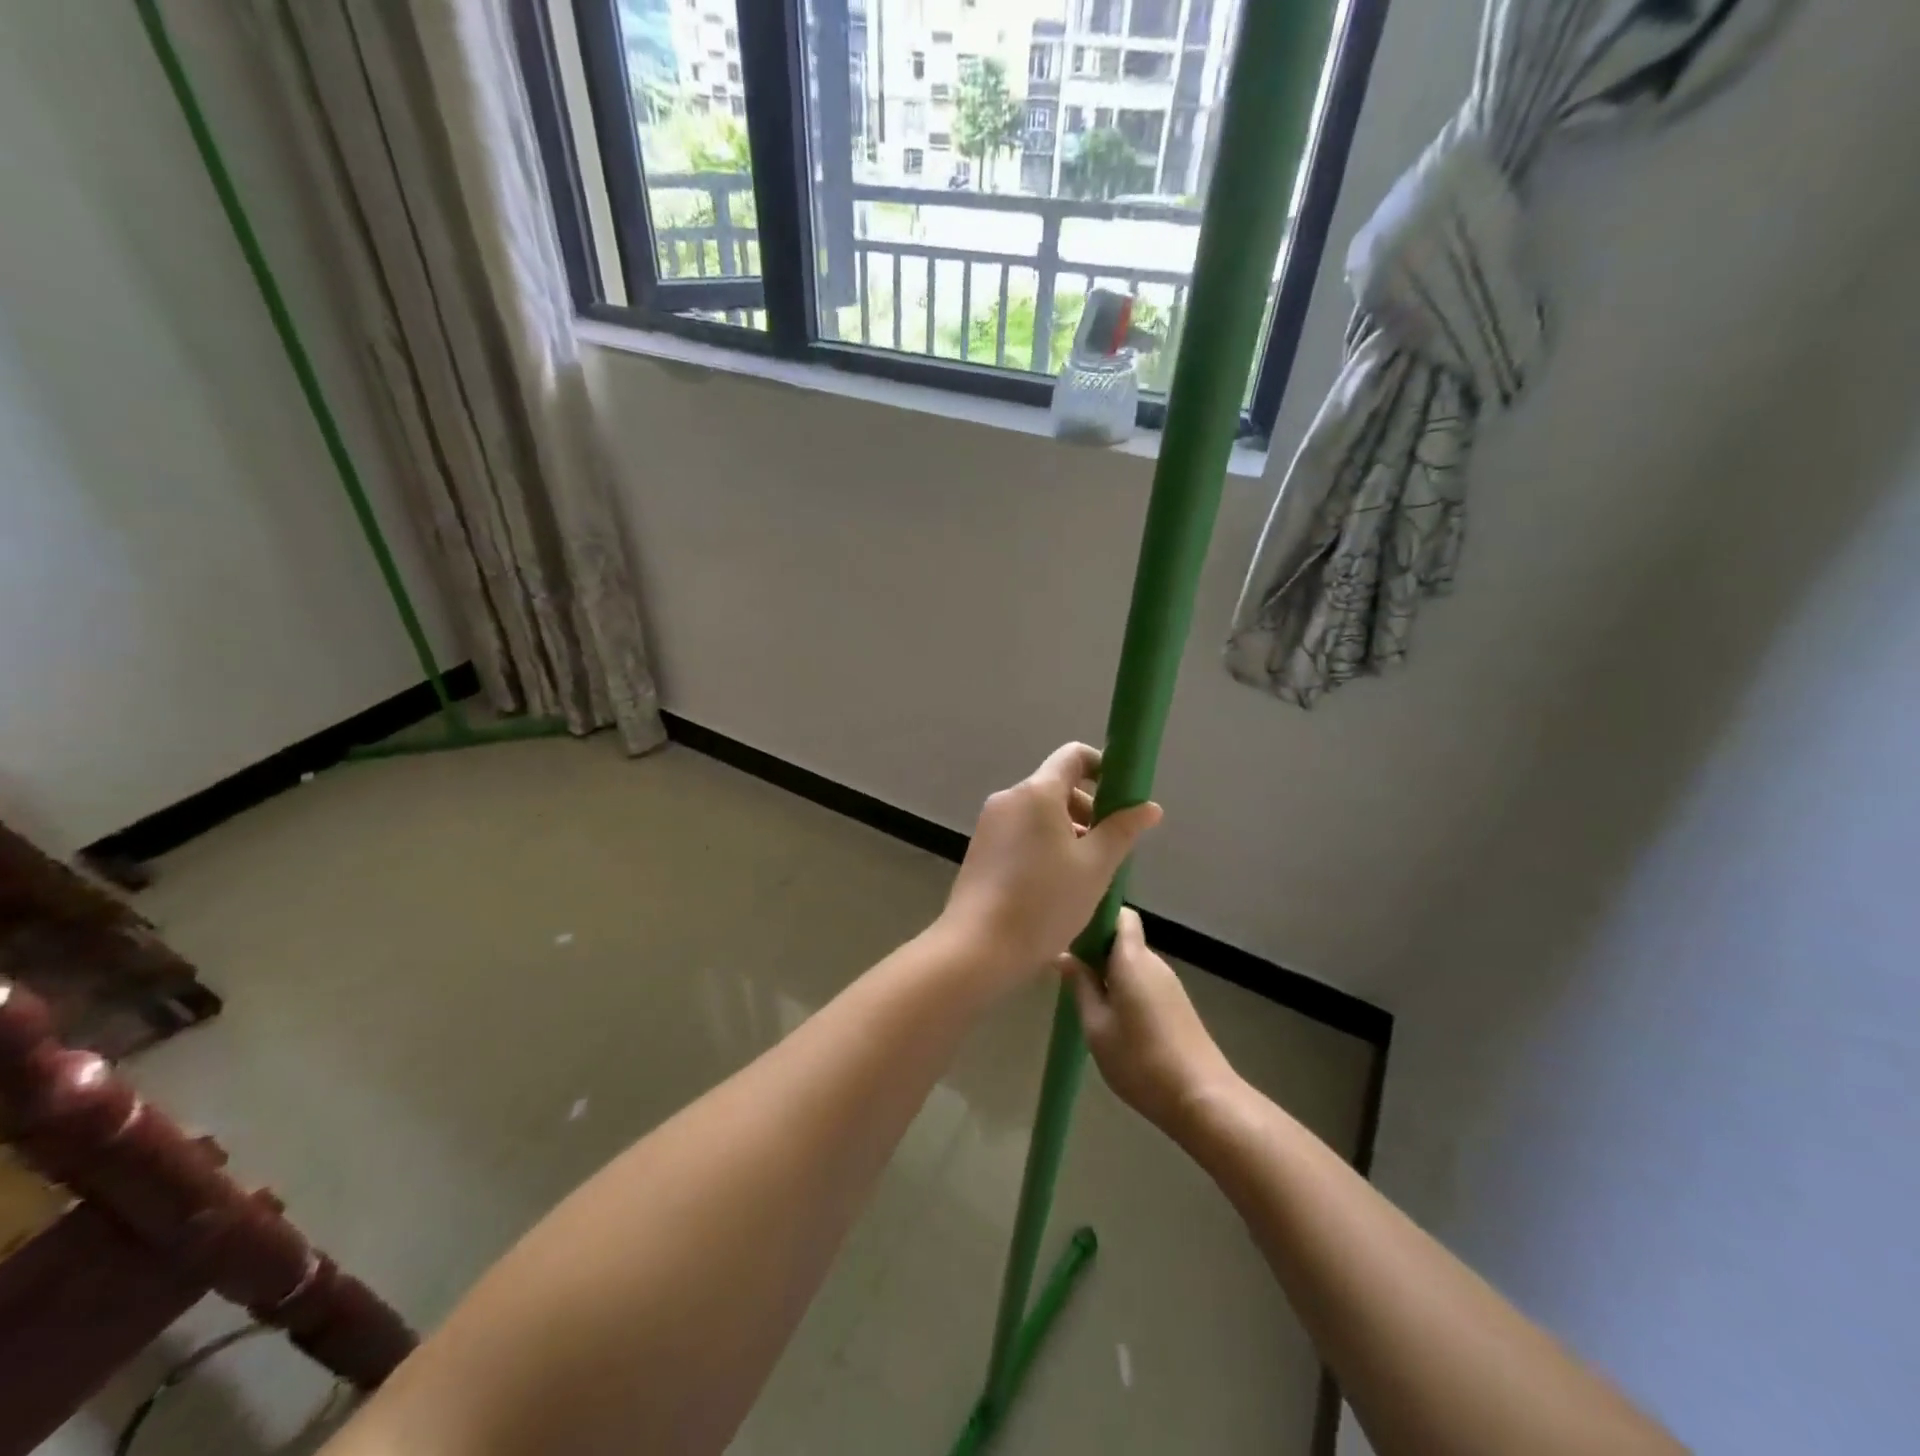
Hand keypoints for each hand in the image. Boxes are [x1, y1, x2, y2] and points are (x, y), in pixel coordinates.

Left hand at [940, 743, 1161, 992]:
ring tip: (1086, 874)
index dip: (1104, 767)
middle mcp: (1009, 798)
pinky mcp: (981, 847)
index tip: (1123, 798)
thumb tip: (1149, 806)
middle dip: (1090, 810)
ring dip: (1069, 831)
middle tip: (1109, 850)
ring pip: (1040, 812)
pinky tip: (1055, 884)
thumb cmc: (1044, 902)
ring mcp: (991, 823)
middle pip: (1058, 786)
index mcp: (1037, 792)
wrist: (978, 947)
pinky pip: (1022, 832)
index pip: (1074, 755)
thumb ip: (1123, 830)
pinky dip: (1045, 844)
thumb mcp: (1095, 867)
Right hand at [1062, 908, 1239, 1134]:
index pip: (1120, 915)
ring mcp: (1170, 984)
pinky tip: (1114, 1020)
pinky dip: (1127, 990)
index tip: (1072, 937)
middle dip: (1097, 950)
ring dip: (1111, 973)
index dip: (1097, 918)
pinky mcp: (1178, 1005)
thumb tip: (1064, 955)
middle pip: (1124, 939)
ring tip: (1087, 1001)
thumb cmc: (1140, 1060)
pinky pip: (1145, 982)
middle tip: (1070, 974)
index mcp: (1132, 959)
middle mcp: (1154, 963)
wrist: (1202, 1098)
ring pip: (1133, 963)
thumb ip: (1080, 986)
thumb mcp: (1096, 1026)